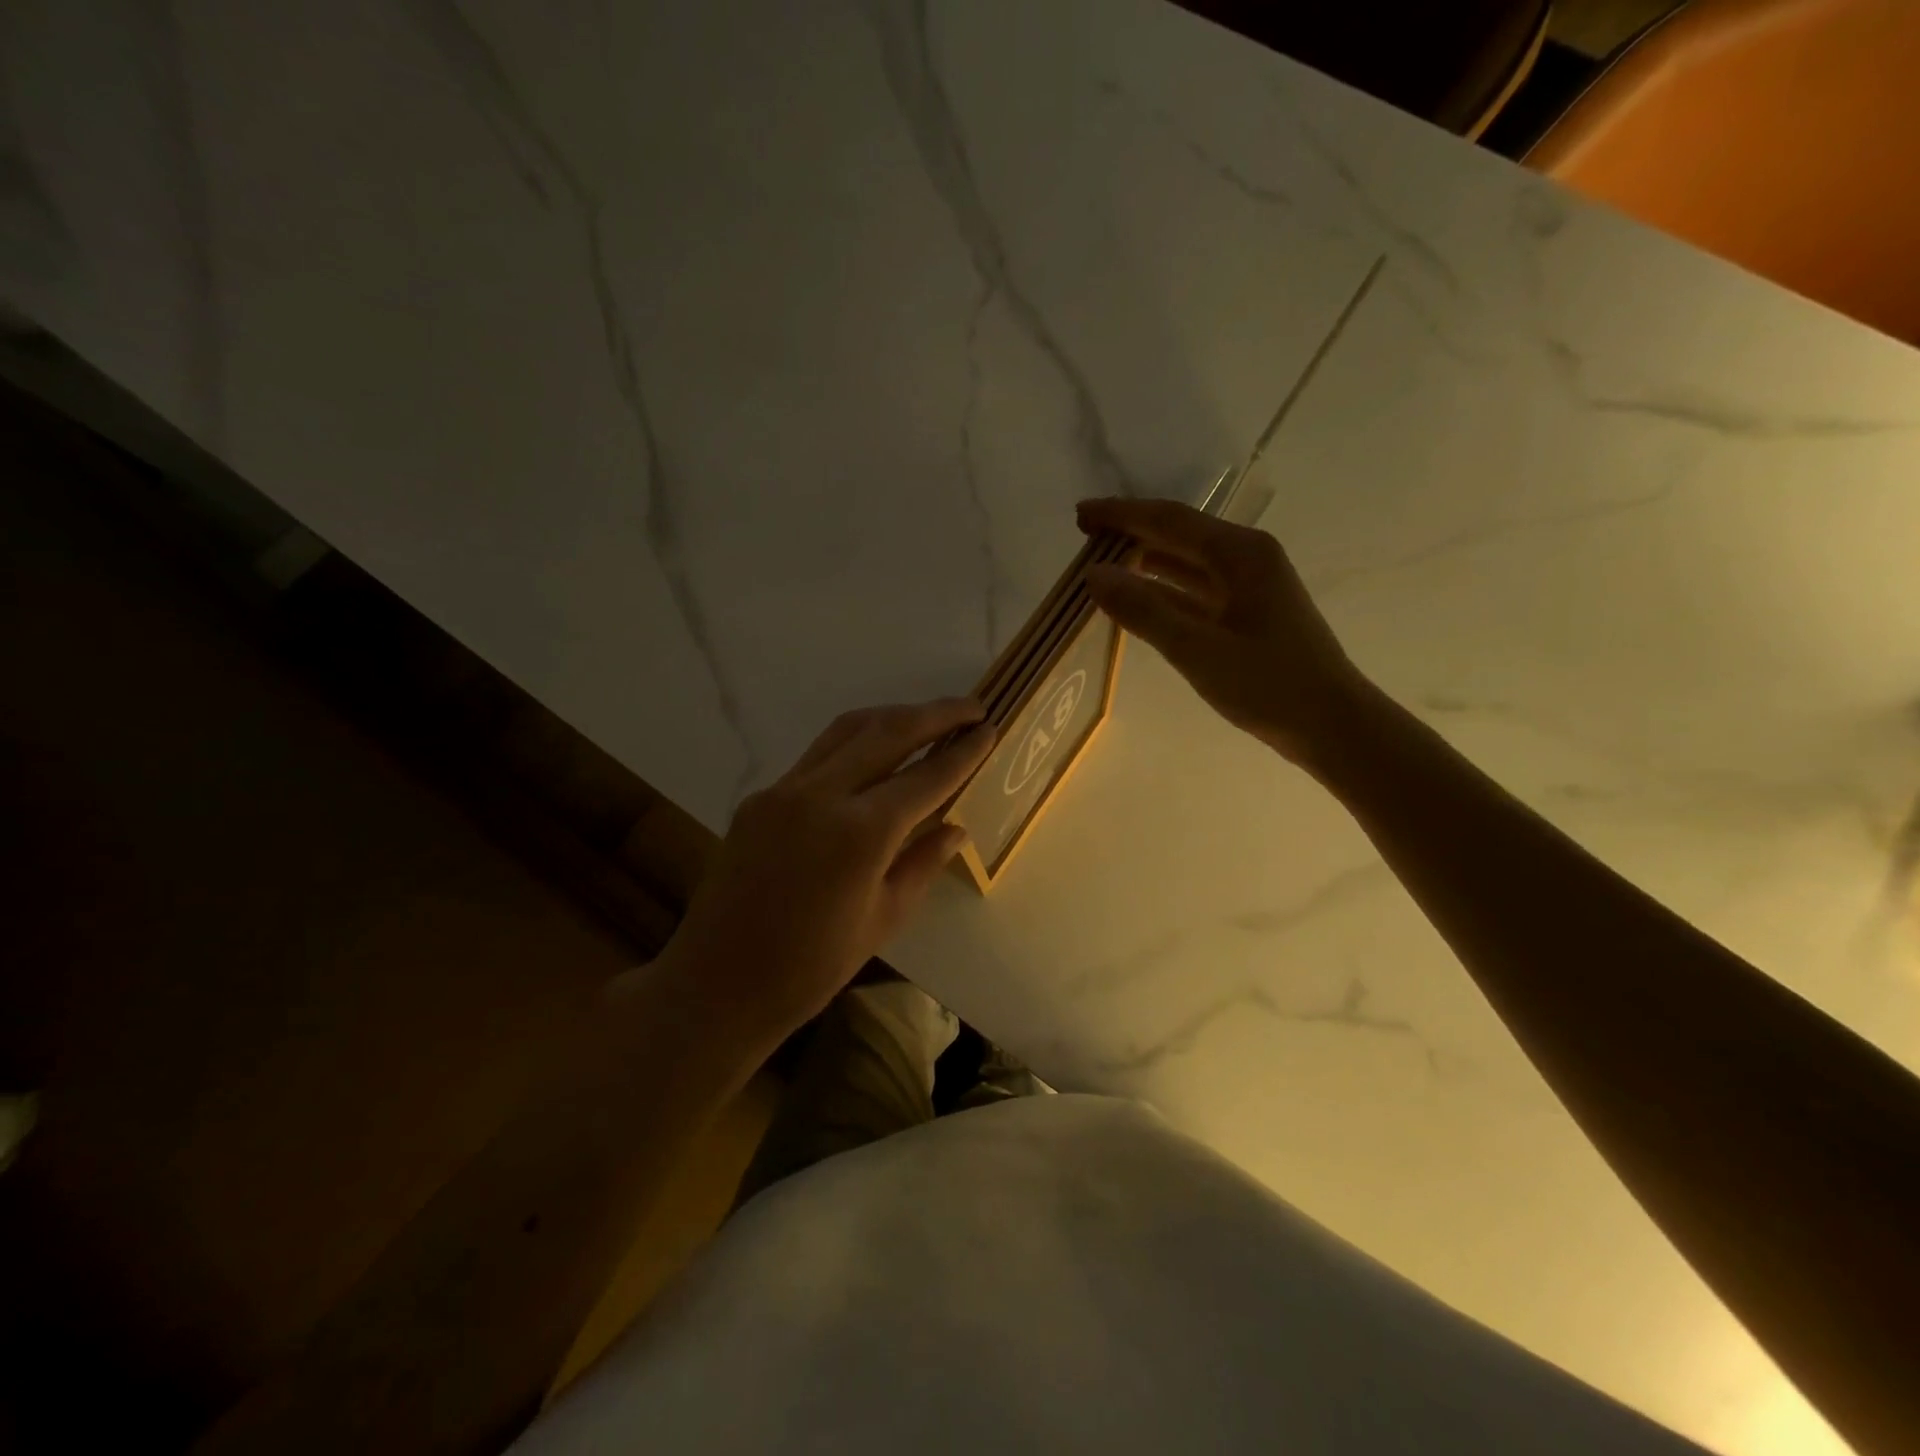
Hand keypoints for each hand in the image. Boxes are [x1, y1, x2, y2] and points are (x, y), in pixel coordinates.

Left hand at [659, 698, 995, 1042]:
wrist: (718, 983)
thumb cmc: (812, 967)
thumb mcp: (884, 918)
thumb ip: (922, 863)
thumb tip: (956, 827)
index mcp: (861, 833)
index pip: (926, 777)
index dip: (963, 752)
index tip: (990, 730)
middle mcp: (821, 795)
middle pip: (888, 732)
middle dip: (936, 714)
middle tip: (972, 707)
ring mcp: (785, 790)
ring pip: (848, 730)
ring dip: (893, 716)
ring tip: (928, 717)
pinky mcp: (761, 797)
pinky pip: (818, 755)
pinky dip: (855, 742)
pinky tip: (875, 754)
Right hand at [1078, 496, 1374, 773]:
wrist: (1331, 724)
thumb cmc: (1268, 685)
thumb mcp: (1197, 649)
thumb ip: (1143, 610)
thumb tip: (1092, 575)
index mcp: (1241, 553)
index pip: (1169, 520)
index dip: (1121, 514)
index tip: (1080, 513)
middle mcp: (1247, 558)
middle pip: (1179, 533)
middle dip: (1131, 531)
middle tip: (1084, 535)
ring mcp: (1250, 585)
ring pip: (1187, 561)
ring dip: (1145, 559)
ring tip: (1102, 564)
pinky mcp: (1248, 612)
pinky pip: (1196, 589)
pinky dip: (1164, 589)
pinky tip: (1138, 598)